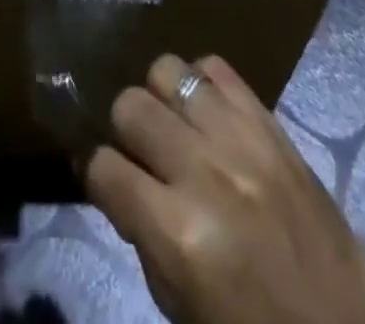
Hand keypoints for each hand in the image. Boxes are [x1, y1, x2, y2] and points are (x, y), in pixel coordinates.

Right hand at [86, 54, 364, 323]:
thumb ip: (145, 240)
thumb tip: (122, 185)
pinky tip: (206, 113)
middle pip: (130, 105)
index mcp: (178, 234)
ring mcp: (238, 137)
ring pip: (167, 70)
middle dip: (125, 131)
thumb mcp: (183, 309)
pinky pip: (214, 66)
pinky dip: (200, 84)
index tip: (106, 183)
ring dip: (160, 98)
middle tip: (141, 154)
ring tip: (173, 126)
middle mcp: (203, 172)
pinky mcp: (267, 119)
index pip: (104, 169)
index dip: (97, 176)